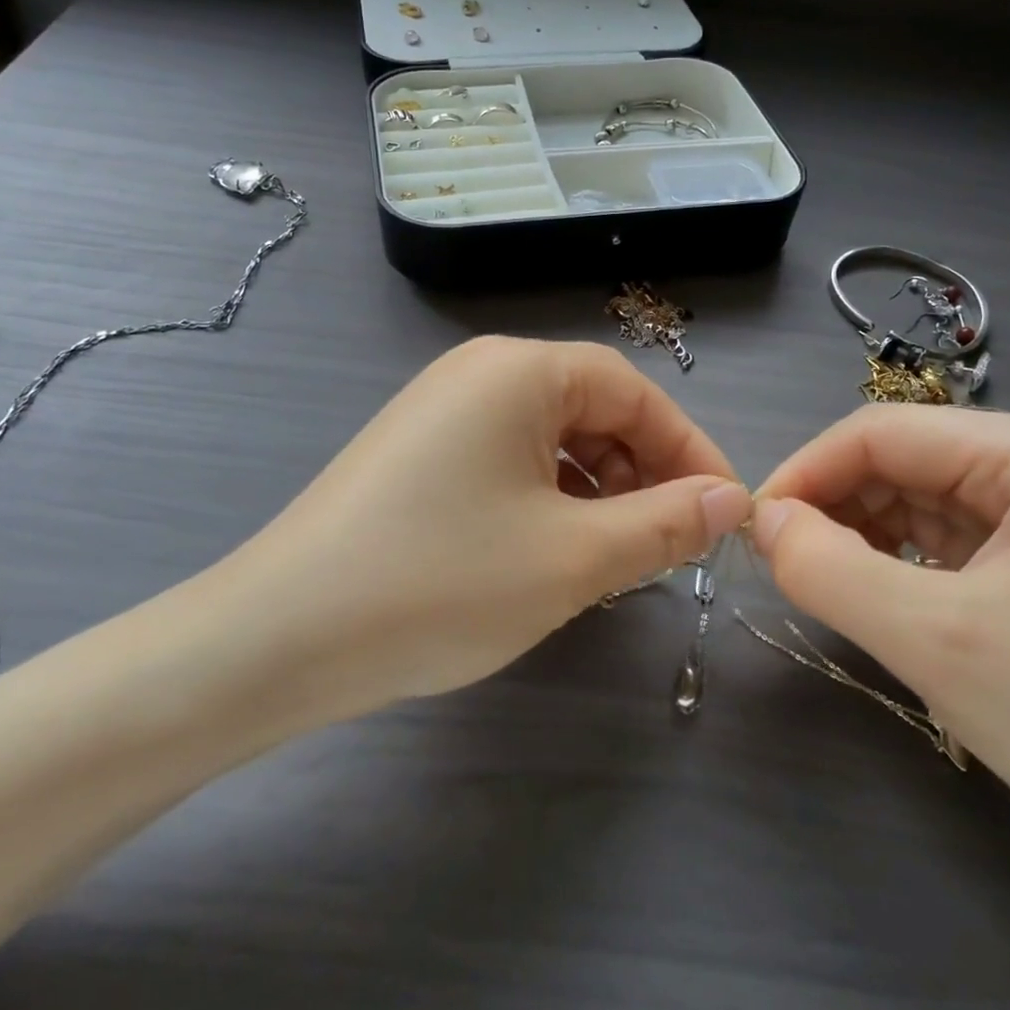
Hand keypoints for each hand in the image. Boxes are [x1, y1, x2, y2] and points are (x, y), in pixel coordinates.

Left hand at [169, 337, 749, 746]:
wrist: (280, 638)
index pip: (633, 390)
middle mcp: (477, 373)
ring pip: (549, 439)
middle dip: (640, 472)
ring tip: (611, 556)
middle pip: (590, 408)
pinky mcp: (416, 453)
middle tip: (667, 543)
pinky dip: (546, 499)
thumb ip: (664, 524)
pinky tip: (549, 552)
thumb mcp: (573, 558)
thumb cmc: (442, 582)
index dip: (688, 449)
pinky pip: (506, 461)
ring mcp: (439, 411)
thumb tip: (730, 500)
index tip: (724, 512)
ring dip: (595, 491)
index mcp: (518, 370)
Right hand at [750, 407, 1009, 881]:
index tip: (753, 529)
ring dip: (861, 532)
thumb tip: (763, 520)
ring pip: (920, 498)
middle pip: (902, 459)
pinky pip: (949, 537)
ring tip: (822, 580)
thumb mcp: (933, 642)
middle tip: (780, 562)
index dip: (805, 472)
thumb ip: (826, 568)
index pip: (882, 432)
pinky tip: (877, 593)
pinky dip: (898, 559)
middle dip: (834, 503)